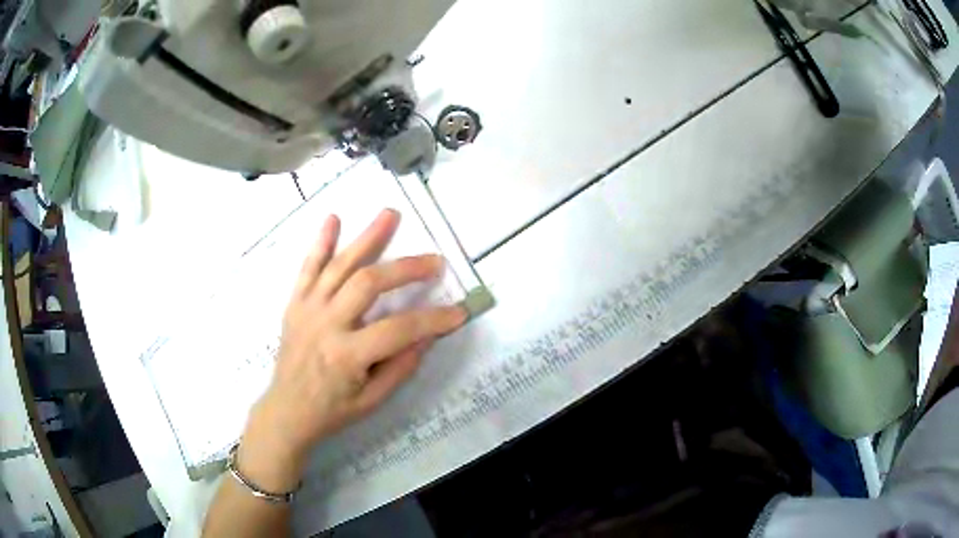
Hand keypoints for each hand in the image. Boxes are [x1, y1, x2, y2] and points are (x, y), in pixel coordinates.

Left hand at [237, 209, 467, 491]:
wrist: (287, 410)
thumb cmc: (333, 409)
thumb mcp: (373, 400)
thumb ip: (401, 366)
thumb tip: (428, 333)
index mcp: (347, 354)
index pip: (399, 329)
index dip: (433, 319)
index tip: (459, 311)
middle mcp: (326, 324)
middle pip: (368, 283)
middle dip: (406, 268)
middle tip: (435, 260)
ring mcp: (308, 309)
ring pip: (339, 266)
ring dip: (367, 238)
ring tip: (390, 214)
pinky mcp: (295, 303)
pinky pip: (307, 268)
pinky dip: (320, 242)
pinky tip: (333, 219)